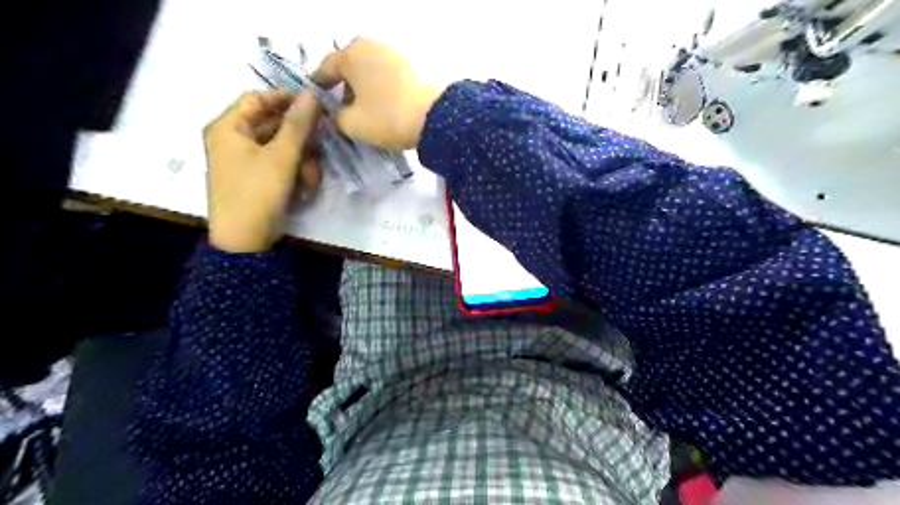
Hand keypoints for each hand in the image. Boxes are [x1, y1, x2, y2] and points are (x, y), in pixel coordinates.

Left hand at [205, 88, 323, 251]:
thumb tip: (312, 93)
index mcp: (228, 127)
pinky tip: (304, 187)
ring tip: (311, 178)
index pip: (258, 99)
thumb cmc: (257, 193)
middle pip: (272, 124)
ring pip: (281, 147)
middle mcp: (233, 140)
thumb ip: (298, 124)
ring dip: (302, 160)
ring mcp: (244, 161)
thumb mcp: (281, 157)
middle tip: (322, 144)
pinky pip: (279, 164)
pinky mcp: (257, 178)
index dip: (287, 99)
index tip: (316, 106)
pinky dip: (294, 173)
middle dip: (300, 139)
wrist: (245, 241)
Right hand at [315, 38, 444, 149]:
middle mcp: (372, 46)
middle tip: (343, 110)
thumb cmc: (387, 118)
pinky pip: (389, 77)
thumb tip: (338, 115)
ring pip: (371, 72)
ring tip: (366, 112)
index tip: (316, 101)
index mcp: (351, 54)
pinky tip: (386, 108)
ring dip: (365, 90)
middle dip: (344, 89)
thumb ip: (336, 118)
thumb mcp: (352, 124)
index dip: (319, 87)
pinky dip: (383, 90)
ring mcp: (396, 54)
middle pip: (350, 68)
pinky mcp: (414, 66)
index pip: (326, 69)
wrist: (436, 118)